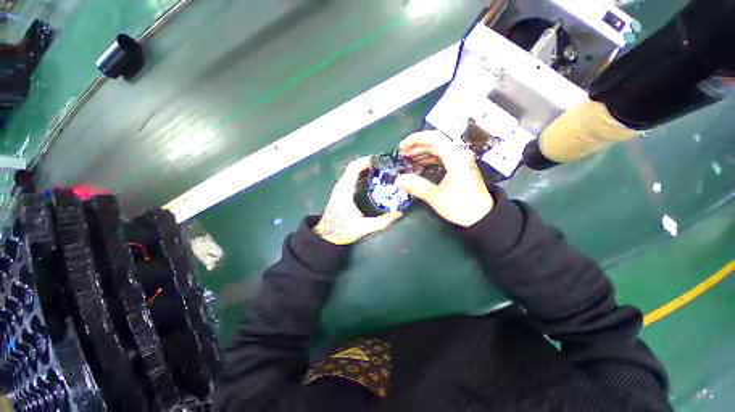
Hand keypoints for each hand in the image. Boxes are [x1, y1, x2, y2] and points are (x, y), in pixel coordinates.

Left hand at [313, 157, 402, 244]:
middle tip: (384, 166)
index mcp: (345, 190)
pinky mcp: (341, 192)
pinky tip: (372, 180)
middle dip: (368, 163)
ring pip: (352, 171)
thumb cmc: (342, 230)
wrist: (326, 236)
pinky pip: (351, 177)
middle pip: (353, 167)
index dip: (366, 161)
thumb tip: (399, 213)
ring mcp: (340, 188)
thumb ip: (382, 222)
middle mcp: (341, 185)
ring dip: (365, 168)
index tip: (381, 160)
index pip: (354, 168)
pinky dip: (361, 174)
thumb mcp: (364, 227)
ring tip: (381, 171)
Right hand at [395, 131, 493, 226]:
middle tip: (402, 155)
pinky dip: (429, 158)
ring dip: (422, 152)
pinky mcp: (460, 166)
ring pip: (438, 149)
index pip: (434, 138)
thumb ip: (417, 186)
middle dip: (416, 146)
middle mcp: (459, 154)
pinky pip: (442, 157)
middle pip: (436, 142)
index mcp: (455, 158)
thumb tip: (398, 180)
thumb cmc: (461, 206)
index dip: (415, 139)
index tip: (401, 147)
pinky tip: (420, 164)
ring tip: (408, 159)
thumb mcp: (436, 197)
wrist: (483, 216)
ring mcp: (461, 160)